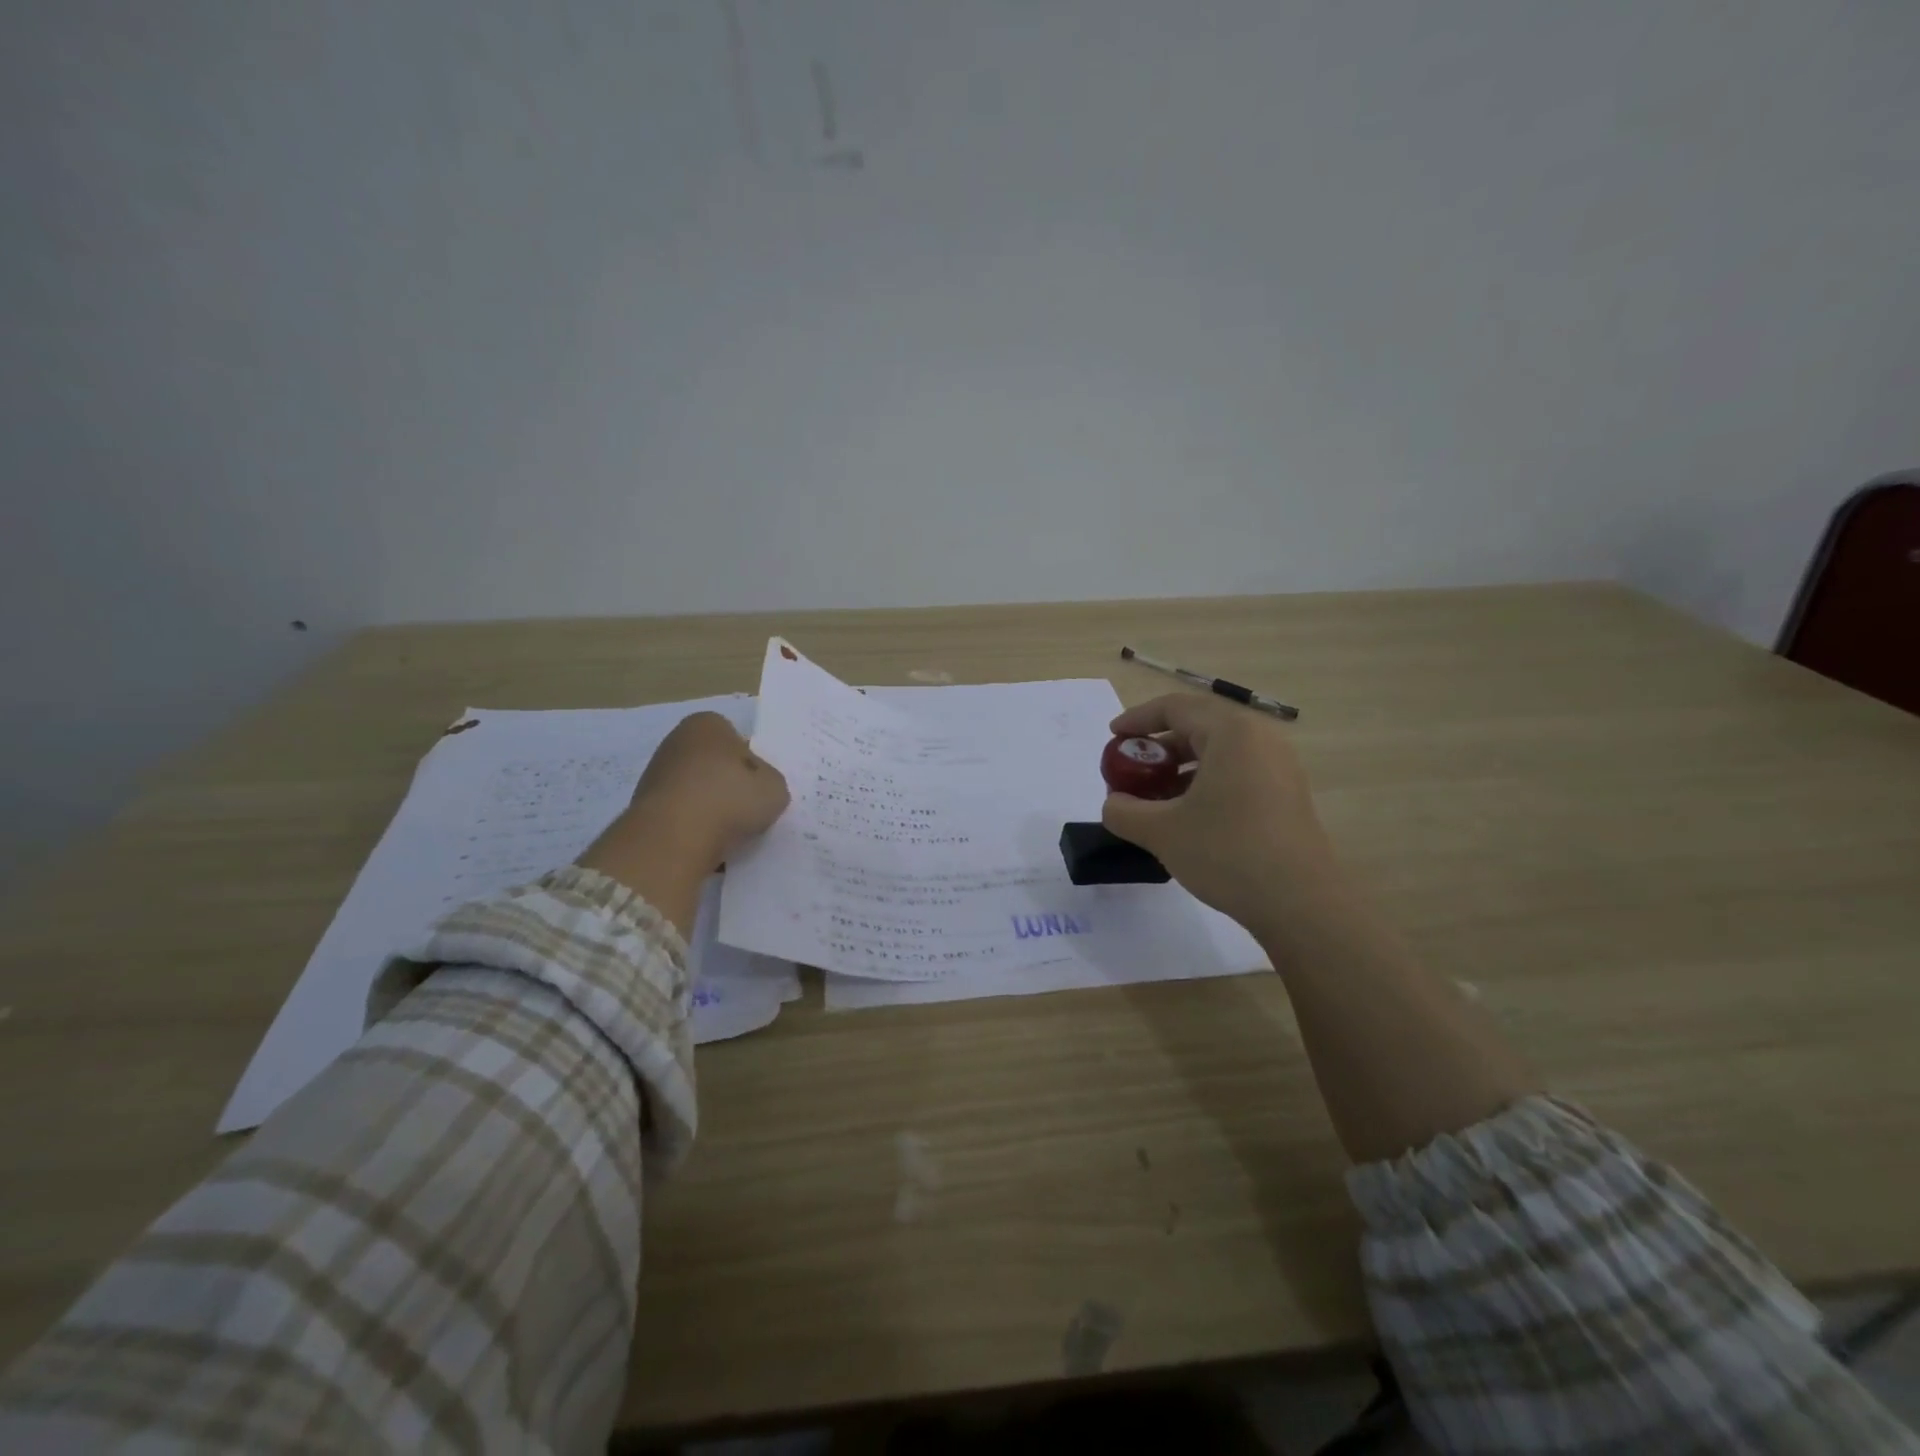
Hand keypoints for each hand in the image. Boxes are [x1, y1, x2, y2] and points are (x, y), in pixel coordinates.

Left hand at [577, 712, 788, 936]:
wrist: (673, 839)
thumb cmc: (729, 799)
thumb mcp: (775, 789)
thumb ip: (770, 782)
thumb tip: (758, 788)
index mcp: (707, 724)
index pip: (738, 741)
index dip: (753, 766)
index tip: (759, 789)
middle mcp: (676, 741)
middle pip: (714, 765)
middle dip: (728, 786)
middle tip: (746, 811)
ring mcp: (655, 774)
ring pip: (697, 791)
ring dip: (711, 808)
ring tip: (727, 833)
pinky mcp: (643, 807)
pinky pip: (681, 815)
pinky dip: (693, 827)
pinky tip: (705, 844)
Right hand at [1101, 693, 1337, 934]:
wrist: (1299, 903)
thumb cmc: (1226, 853)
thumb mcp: (1161, 832)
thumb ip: (1124, 811)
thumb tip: (1114, 804)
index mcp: (1231, 733)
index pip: (1176, 707)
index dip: (1138, 719)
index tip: (1113, 738)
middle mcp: (1259, 739)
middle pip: (1199, 725)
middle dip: (1159, 744)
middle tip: (1132, 768)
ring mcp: (1279, 767)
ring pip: (1219, 751)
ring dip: (1181, 766)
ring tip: (1154, 795)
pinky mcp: (1287, 794)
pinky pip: (1238, 771)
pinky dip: (1206, 781)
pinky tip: (1188, 814)